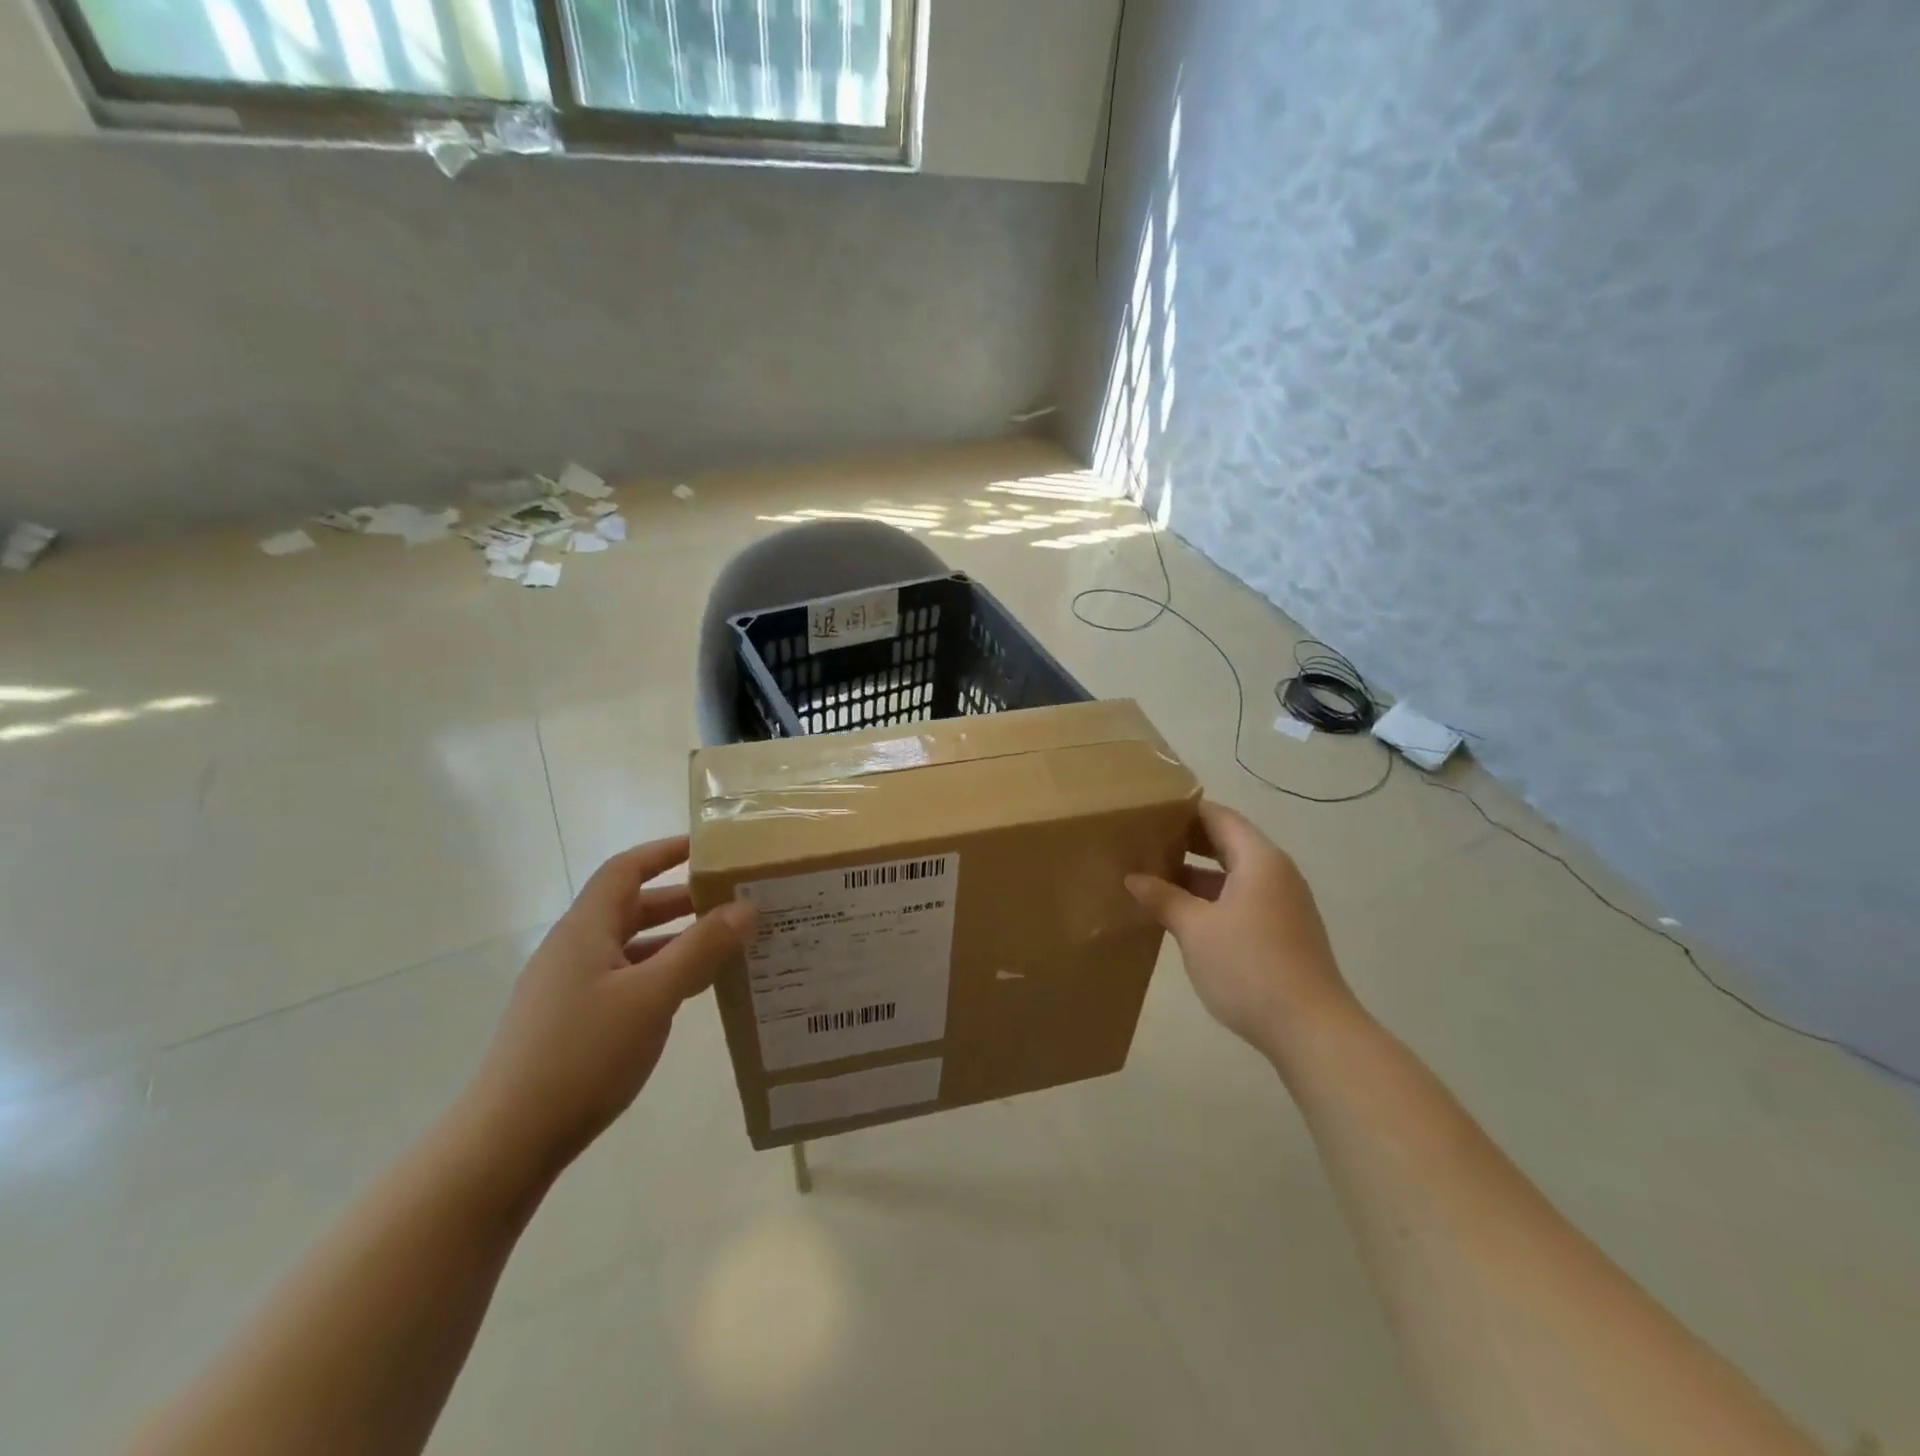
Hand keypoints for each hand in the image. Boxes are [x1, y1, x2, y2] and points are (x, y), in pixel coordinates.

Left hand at [462, 837, 753, 1178]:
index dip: (666, 852)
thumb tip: (745, 906)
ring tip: (724, 946)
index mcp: (585, 929)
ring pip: (630, 946)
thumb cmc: (583, 1055)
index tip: (710, 850)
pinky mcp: (570, 1021)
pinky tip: (688, 994)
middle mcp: (573, 949)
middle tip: (733, 901)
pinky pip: (624, 979)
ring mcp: (568, 987)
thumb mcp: (653, 996)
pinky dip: (659, 974)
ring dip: (675, 940)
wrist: (507, 1143)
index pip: (627, 868)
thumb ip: (701, 948)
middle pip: (631, 906)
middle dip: (682, 900)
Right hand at [1126, 801, 1354, 1058]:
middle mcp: (1276, 874)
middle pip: (1227, 843)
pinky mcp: (1282, 932)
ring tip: (1153, 878)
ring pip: (1233, 874)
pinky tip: (1182, 914)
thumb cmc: (1249, 966)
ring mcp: (1282, 904)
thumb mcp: (1195, 929)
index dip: (1183, 811)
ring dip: (1196, 874)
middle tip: (1143, 843)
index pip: (1219, 817)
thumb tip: (1133, 878)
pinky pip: (1241, 899)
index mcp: (1260, 860)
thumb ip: (1163, 898)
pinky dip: (1211, 898)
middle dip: (1186, 842)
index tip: (1147, 812)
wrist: (1311, 1030)